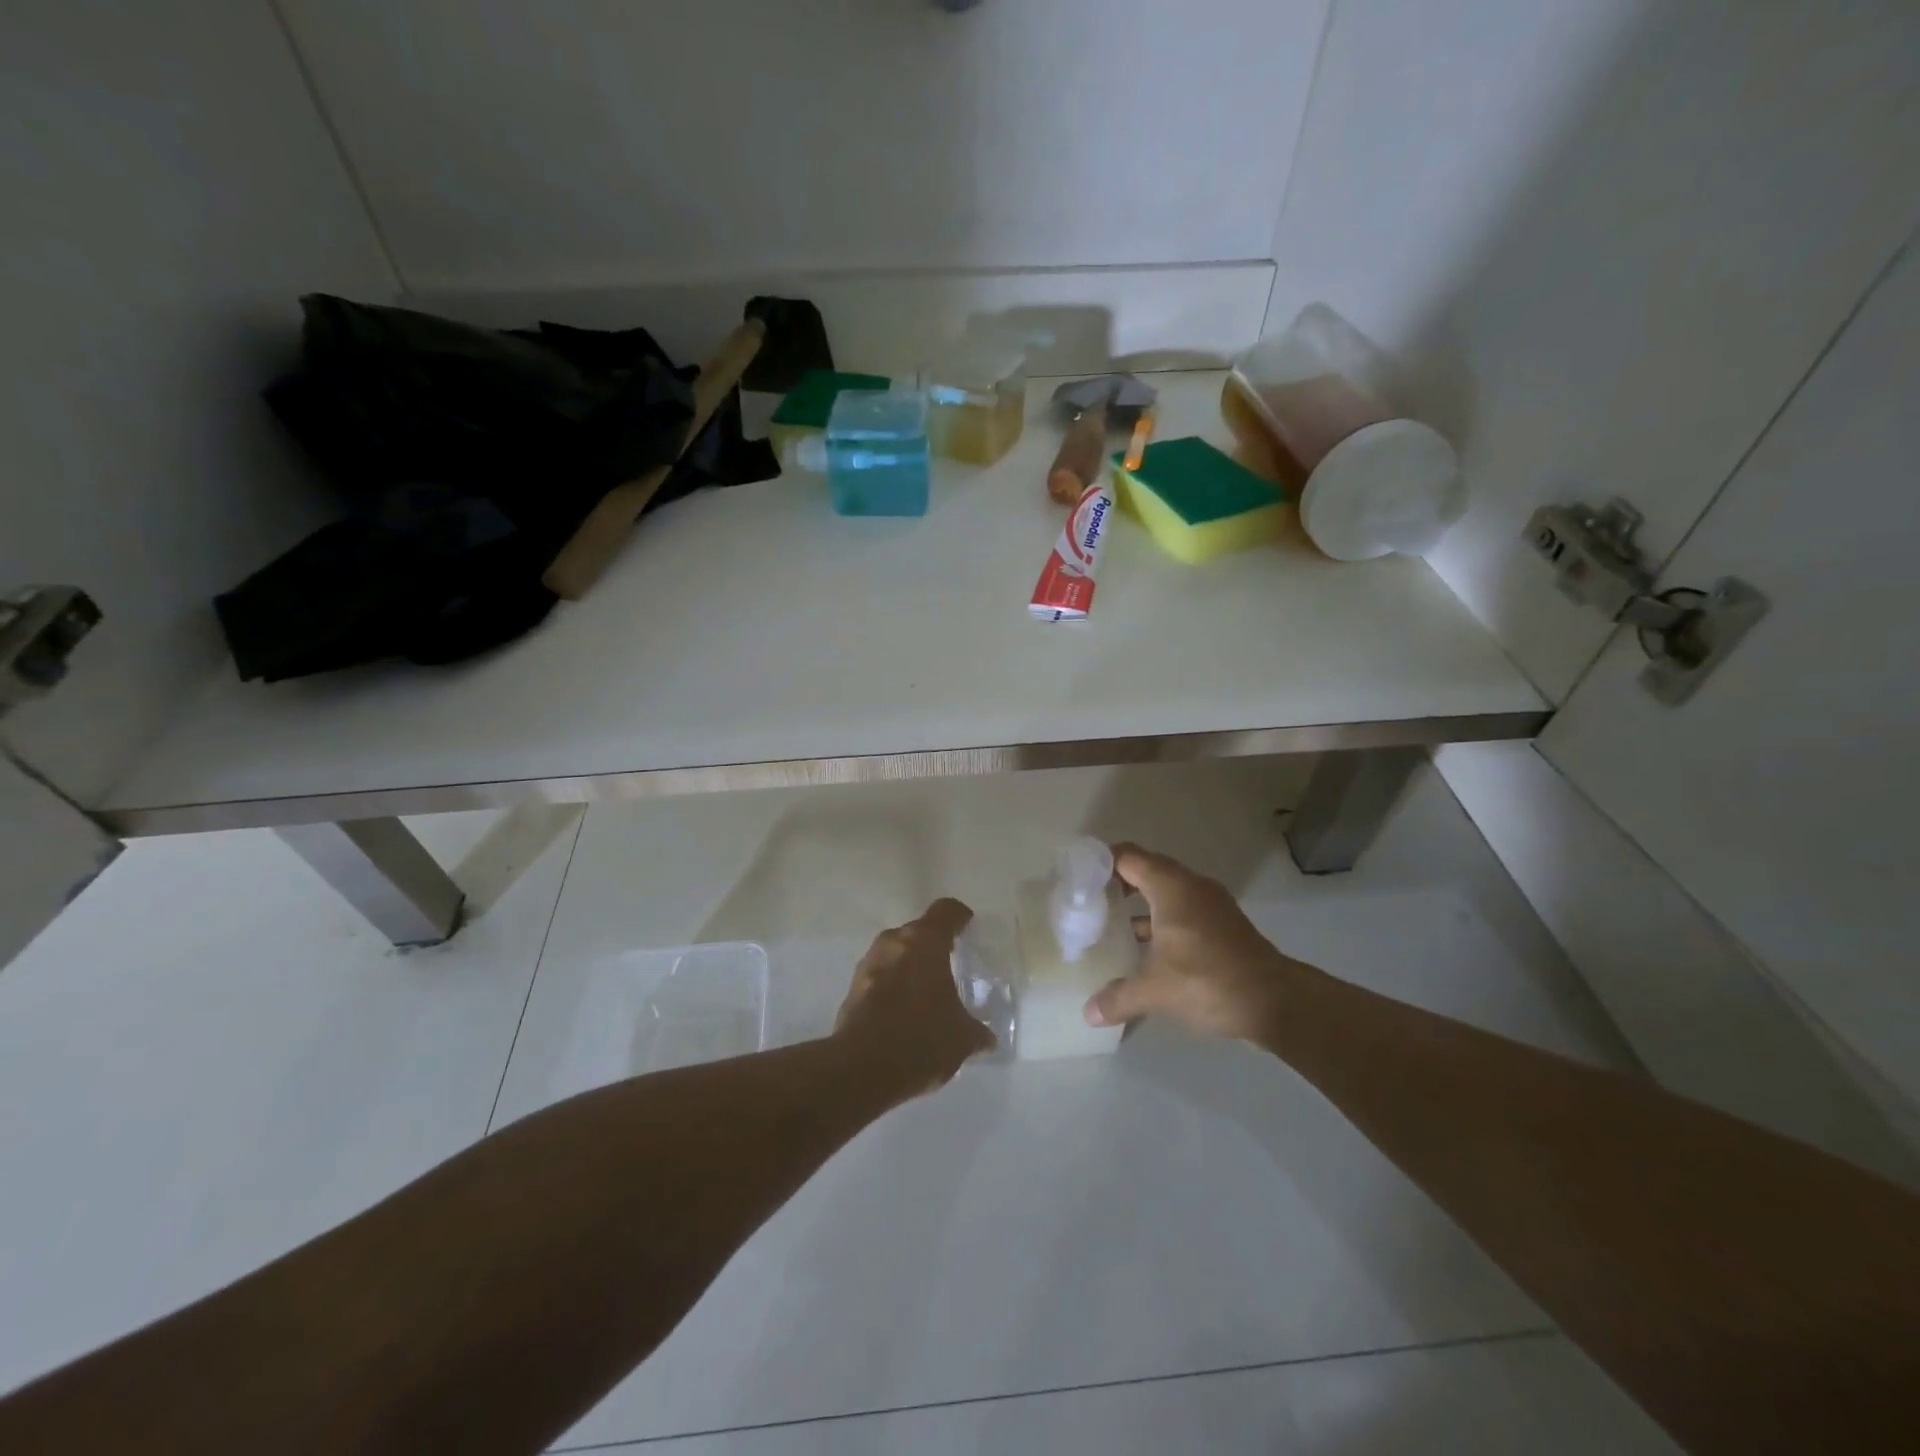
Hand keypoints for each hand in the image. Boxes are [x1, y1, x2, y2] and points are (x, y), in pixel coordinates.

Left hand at [836, 898, 995, 1097]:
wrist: (862, 1069)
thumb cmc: (922, 1038)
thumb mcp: (962, 1038)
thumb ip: (977, 1031)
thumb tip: (987, 1039)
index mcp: (925, 941)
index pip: (945, 911)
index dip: (959, 917)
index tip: (968, 926)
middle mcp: (894, 942)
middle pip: (917, 931)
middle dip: (933, 946)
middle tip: (949, 966)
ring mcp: (869, 963)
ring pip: (895, 953)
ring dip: (909, 966)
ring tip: (926, 992)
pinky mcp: (852, 988)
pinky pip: (879, 976)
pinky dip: (892, 986)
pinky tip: (903, 1012)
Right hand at [1083, 843, 1299, 1041]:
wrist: (1277, 1002)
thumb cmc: (1209, 980)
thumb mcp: (1156, 990)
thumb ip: (1118, 997)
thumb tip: (1089, 1013)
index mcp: (1171, 886)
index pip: (1128, 857)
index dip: (1101, 863)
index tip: (1078, 880)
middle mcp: (1191, 887)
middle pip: (1146, 871)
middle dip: (1116, 885)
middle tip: (1089, 904)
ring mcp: (1210, 906)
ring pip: (1165, 894)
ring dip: (1140, 907)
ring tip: (1111, 928)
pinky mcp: (1223, 927)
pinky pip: (1182, 913)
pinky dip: (1161, 923)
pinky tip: (1147, 952)